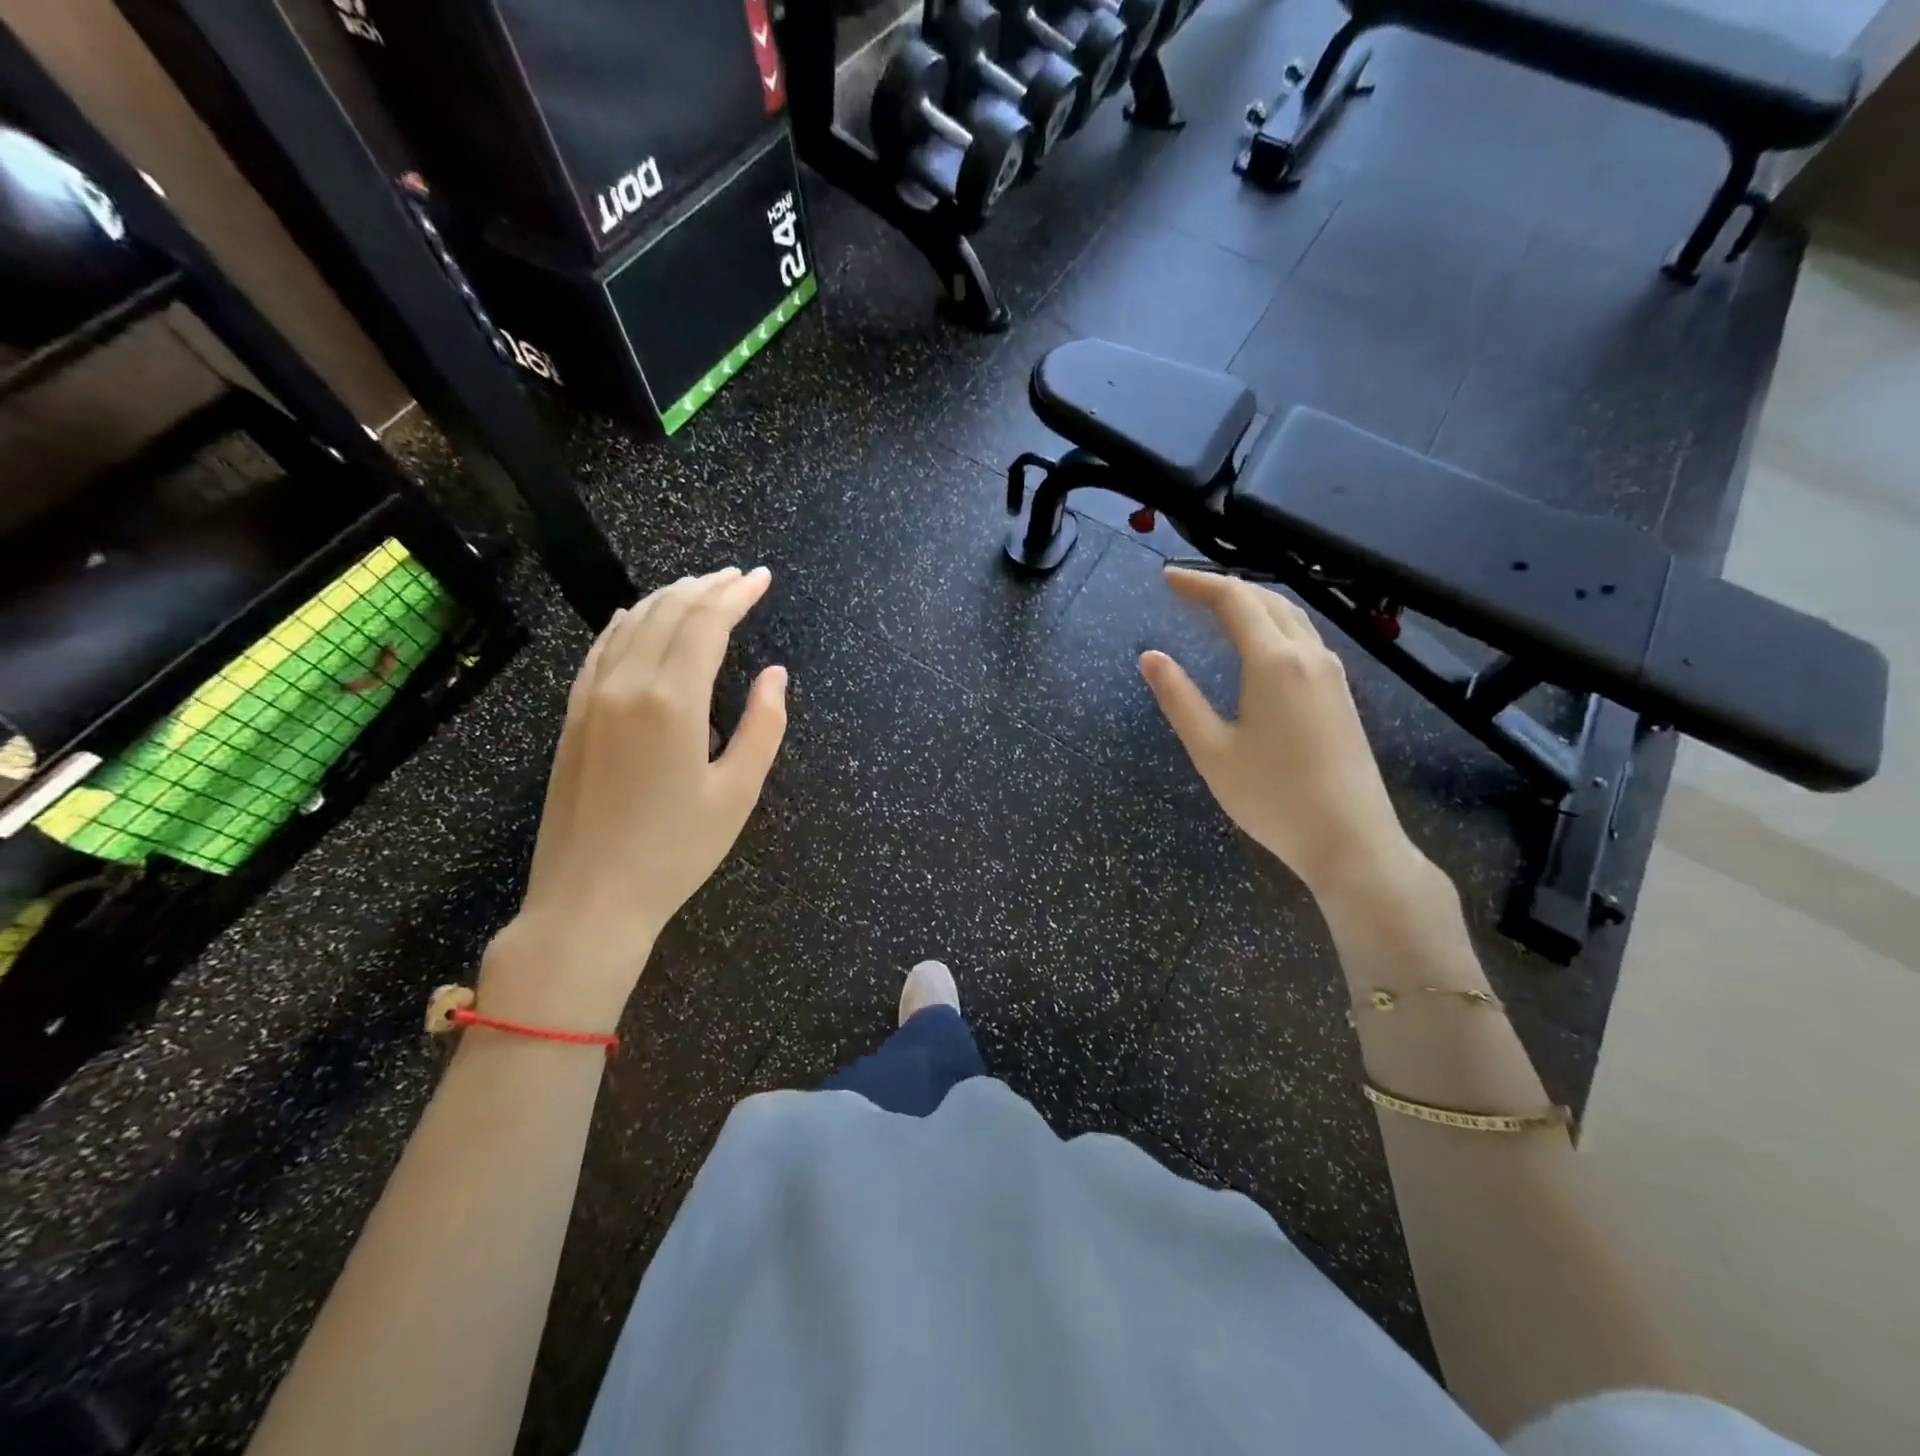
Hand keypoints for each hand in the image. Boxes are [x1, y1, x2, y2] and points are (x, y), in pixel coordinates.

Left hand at [483, 567, 786, 1032]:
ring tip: (698, 588)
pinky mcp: (573, 718)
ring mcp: (591, 699)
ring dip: (668, 599)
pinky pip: (599, 652)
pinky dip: (623, 625)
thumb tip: (775, 675)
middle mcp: (627, 686)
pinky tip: (634, 617)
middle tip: (737, 577)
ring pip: (631, 626)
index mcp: (673, 702)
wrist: (589, 898)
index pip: (705, 624)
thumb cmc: (675, 851)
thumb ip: (763, 726)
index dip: (736, 595)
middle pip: (668, 614)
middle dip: (706, 587)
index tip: (761, 578)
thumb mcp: (737, 793)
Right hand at [1140, 567, 1415, 897]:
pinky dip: (1273, 624)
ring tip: (1216, 609)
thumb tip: (1150, 656)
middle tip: (1184, 590)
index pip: (1234, 600)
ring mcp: (1331, 673)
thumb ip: (1179, 699)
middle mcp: (1308, 655)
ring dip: (1252, 603)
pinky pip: (1304, 638)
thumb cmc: (1272, 798)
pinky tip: (1257, 644)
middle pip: (1266, 600)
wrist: (1351, 841)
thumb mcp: (1211, 751)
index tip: (1166, 578)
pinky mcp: (1341, 694)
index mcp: (1274, 662)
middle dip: (1224, 587)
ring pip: (1291, 616)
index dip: (1198, 584)